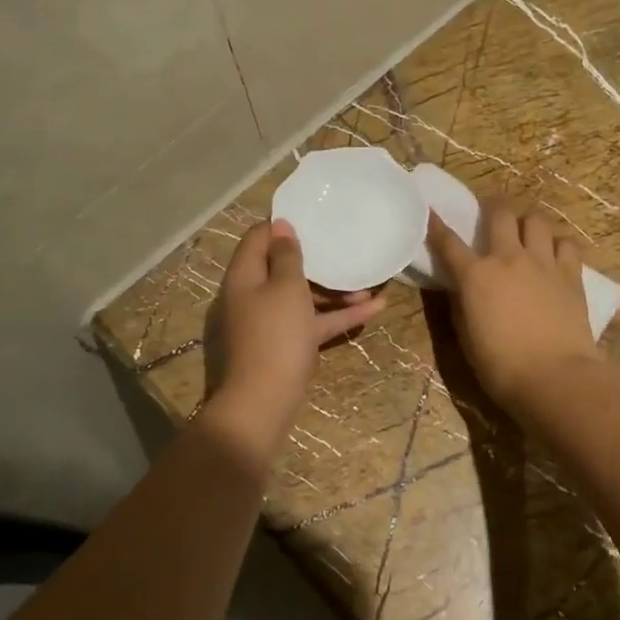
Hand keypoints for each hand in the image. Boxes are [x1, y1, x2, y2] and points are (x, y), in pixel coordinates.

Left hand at [209, 220, 385, 437]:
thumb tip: (280, 225)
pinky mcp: (287, 344)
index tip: (314, 217)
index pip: (258, 238)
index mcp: (244, 276)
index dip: (282, 225)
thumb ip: (286, 256)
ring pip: (302, 296)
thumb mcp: (285, 288)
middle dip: (316, 259)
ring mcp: (270, 322)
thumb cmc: (275, 335)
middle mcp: (253, 295)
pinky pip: (313, 321)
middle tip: (345, 246)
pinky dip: (338, 315)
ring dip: (334, 289)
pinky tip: (374, 308)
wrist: (264, 401)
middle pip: (282, 267)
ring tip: (369, 282)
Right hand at [426, 200, 606, 416]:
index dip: (436, 225)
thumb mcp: (467, 336)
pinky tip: (554, 255)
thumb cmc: (501, 366)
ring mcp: (543, 262)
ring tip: (526, 234)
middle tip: (491, 213)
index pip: (448, 242)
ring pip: (536, 219)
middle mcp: (508, 258)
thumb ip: (462, 304)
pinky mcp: (571, 274)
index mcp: (476, 275)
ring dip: (527, 222)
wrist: (555, 377)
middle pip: (499, 213)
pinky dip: (557, 244)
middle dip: (492, 206)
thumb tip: (461, 288)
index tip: (430, 212)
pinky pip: (566, 243)